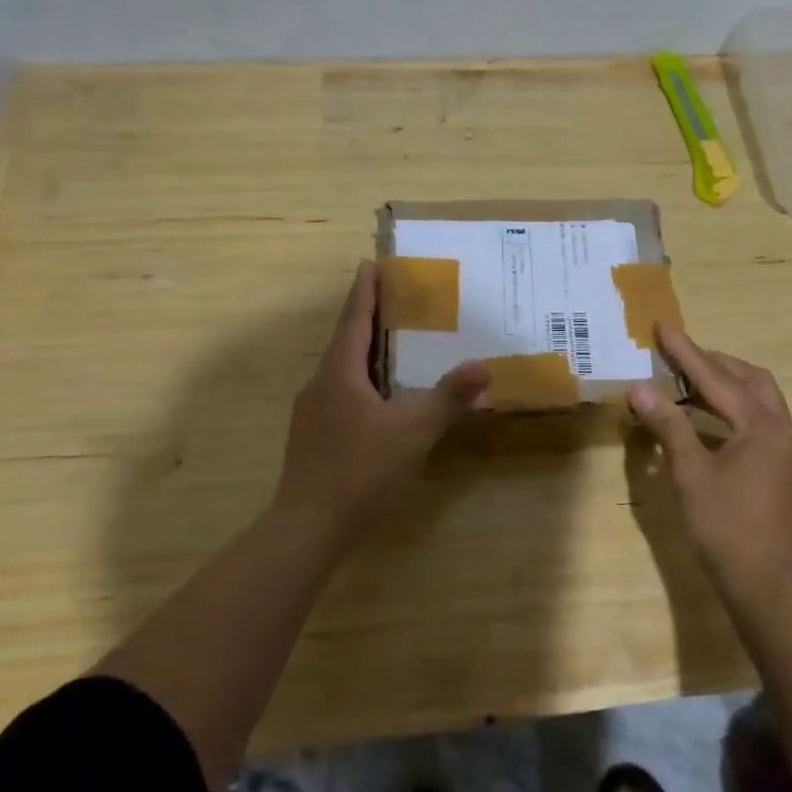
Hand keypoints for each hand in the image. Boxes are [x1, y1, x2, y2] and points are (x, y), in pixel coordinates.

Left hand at [272, 261, 488, 548]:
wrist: (308, 528)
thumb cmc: (360, 470)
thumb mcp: (413, 431)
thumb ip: (449, 398)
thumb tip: (483, 366)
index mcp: (340, 372)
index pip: (354, 318)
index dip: (365, 290)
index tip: (370, 263)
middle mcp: (321, 383)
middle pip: (346, 339)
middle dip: (368, 317)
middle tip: (396, 299)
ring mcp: (312, 411)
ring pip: (342, 369)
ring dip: (365, 351)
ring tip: (393, 343)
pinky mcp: (313, 436)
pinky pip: (340, 393)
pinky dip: (361, 380)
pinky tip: (380, 397)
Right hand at [627, 325, 791, 599]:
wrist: (767, 584)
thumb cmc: (726, 527)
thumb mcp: (690, 473)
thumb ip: (668, 426)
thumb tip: (640, 389)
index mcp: (763, 427)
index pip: (717, 379)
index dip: (686, 353)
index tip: (663, 327)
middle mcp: (782, 430)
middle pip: (750, 380)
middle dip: (713, 364)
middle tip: (677, 357)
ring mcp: (787, 451)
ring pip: (758, 401)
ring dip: (724, 386)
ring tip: (685, 383)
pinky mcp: (783, 469)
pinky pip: (757, 422)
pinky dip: (730, 411)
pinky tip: (704, 421)